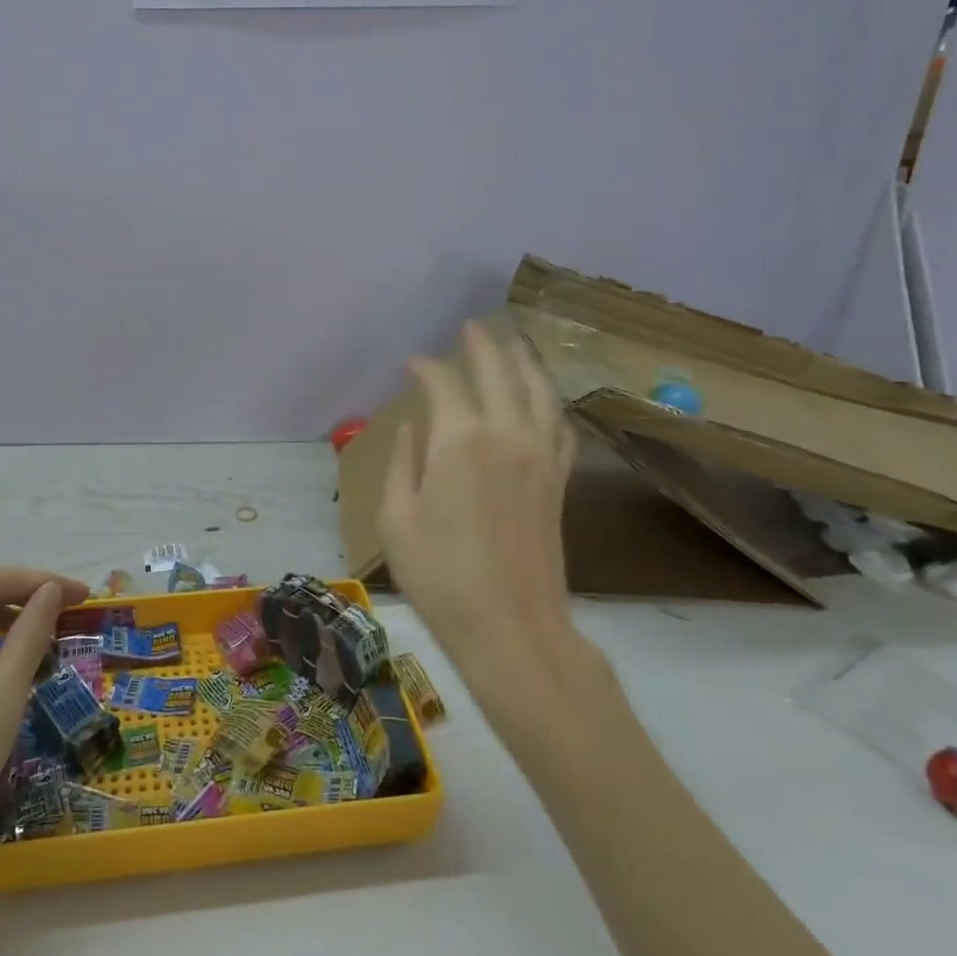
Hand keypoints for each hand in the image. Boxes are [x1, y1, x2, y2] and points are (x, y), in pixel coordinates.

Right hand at [377, 321, 583, 702]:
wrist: (512, 628)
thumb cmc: (440, 576)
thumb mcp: (397, 519)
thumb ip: (403, 463)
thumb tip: (412, 428)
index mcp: (459, 440)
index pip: (443, 383)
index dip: (425, 367)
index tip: (411, 362)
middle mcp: (506, 434)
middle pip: (499, 372)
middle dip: (482, 345)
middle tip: (469, 327)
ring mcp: (540, 456)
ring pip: (538, 390)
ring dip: (523, 362)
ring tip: (512, 344)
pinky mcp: (558, 480)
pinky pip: (560, 426)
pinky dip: (550, 403)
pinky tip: (544, 400)